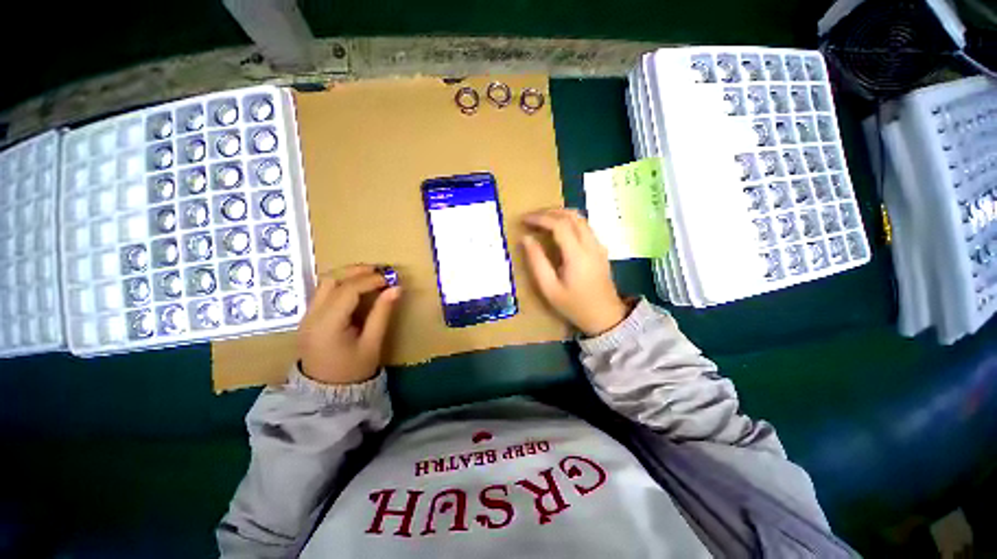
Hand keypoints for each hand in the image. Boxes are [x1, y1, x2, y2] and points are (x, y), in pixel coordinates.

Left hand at [298, 265, 401, 384]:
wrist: (326, 394)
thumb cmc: (353, 371)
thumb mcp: (372, 343)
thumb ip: (382, 313)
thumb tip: (397, 288)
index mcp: (327, 325)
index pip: (347, 290)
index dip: (371, 280)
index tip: (391, 278)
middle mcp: (311, 316)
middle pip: (331, 280)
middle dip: (357, 271)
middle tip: (381, 270)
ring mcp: (306, 316)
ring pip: (325, 283)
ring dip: (348, 275)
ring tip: (371, 275)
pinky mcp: (309, 318)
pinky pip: (324, 292)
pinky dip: (342, 284)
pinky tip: (358, 287)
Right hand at [522, 208, 628, 335]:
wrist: (605, 316)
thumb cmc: (574, 305)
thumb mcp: (549, 288)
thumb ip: (537, 262)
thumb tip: (525, 239)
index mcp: (577, 254)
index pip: (559, 224)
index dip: (540, 218)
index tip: (524, 220)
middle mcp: (590, 244)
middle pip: (571, 216)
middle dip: (549, 212)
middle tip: (531, 218)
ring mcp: (598, 245)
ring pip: (580, 218)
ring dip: (560, 214)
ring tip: (542, 221)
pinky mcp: (600, 249)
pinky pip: (585, 226)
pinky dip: (569, 221)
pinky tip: (558, 230)